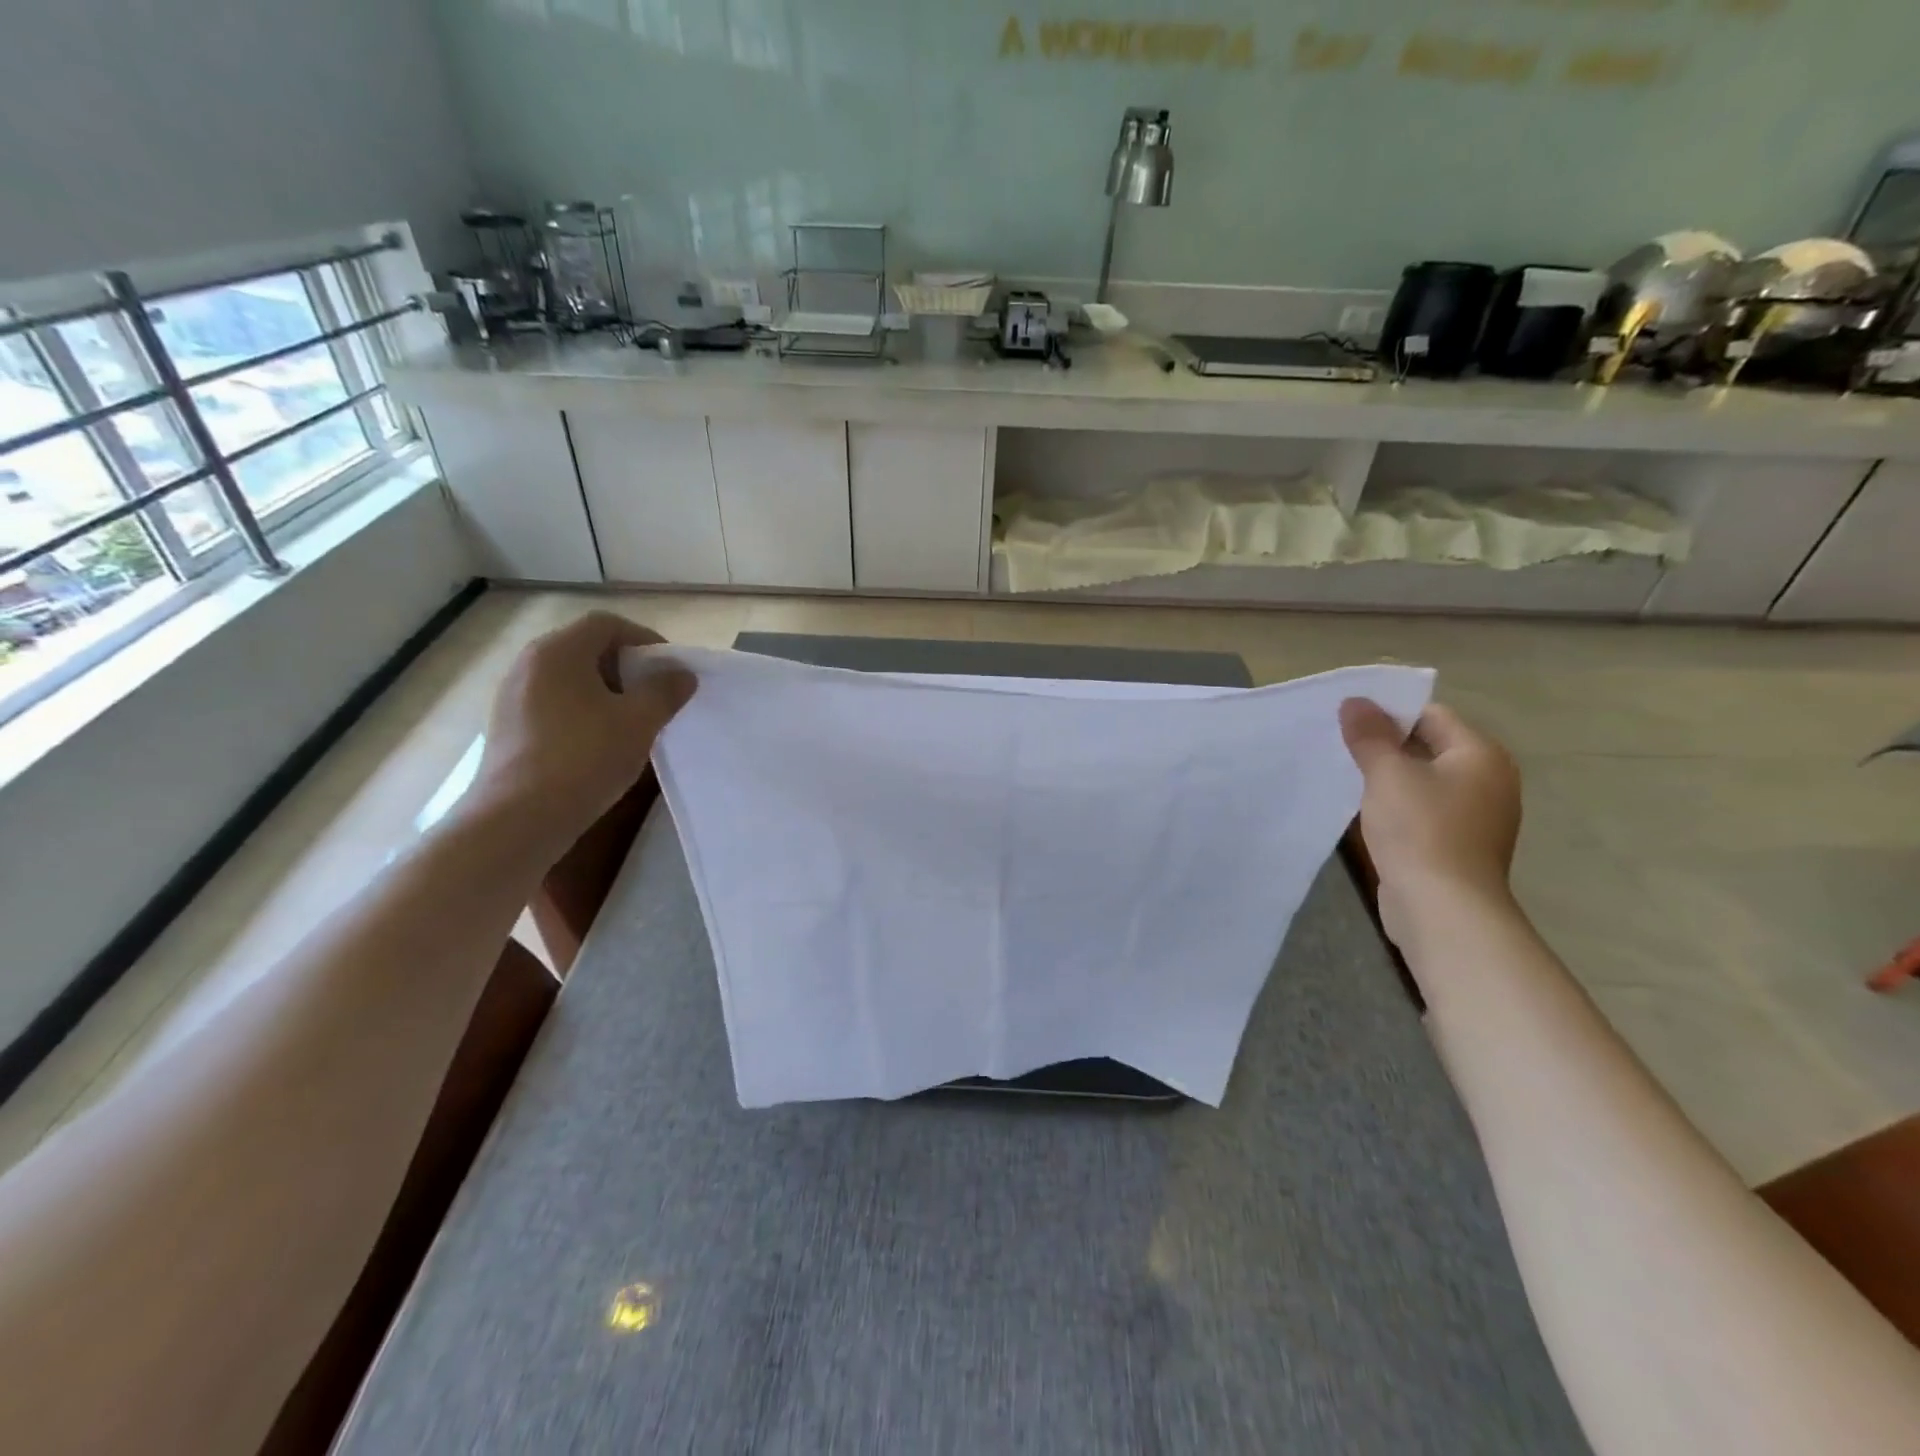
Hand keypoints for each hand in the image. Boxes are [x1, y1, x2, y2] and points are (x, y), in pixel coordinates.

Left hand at [471, 612, 694, 850]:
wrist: (518, 819)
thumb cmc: (584, 758)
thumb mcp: (639, 722)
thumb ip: (664, 691)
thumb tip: (681, 674)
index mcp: (558, 651)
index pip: (607, 624)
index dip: (645, 639)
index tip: (670, 670)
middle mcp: (528, 664)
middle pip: (586, 649)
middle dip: (627, 668)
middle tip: (655, 696)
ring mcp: (511, 696)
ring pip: (569, 679)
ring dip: (605, 692)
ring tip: (631, 722)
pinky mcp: (506, 728)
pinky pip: (552, 704)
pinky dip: (581, 712)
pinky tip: (598, 744)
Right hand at [1339, 699, 1521, 948]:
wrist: (1443, 908)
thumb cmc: (1421, 830)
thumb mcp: (1388, 775)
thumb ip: (1370, 735)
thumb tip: (1354, 701)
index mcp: (1481, 755)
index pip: (1431, 714)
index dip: (1388, 712)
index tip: (1346, 718)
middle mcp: (1487, 780)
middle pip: (1428, 746)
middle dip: (1384, 744)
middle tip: (1338, 742)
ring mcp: (1475, 815)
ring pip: (1423, 780)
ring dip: (1388, 776)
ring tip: (1345, 773)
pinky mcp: (1457, 844)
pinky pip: (1423, 809)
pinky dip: (1396, 804)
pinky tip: (1365, 809)